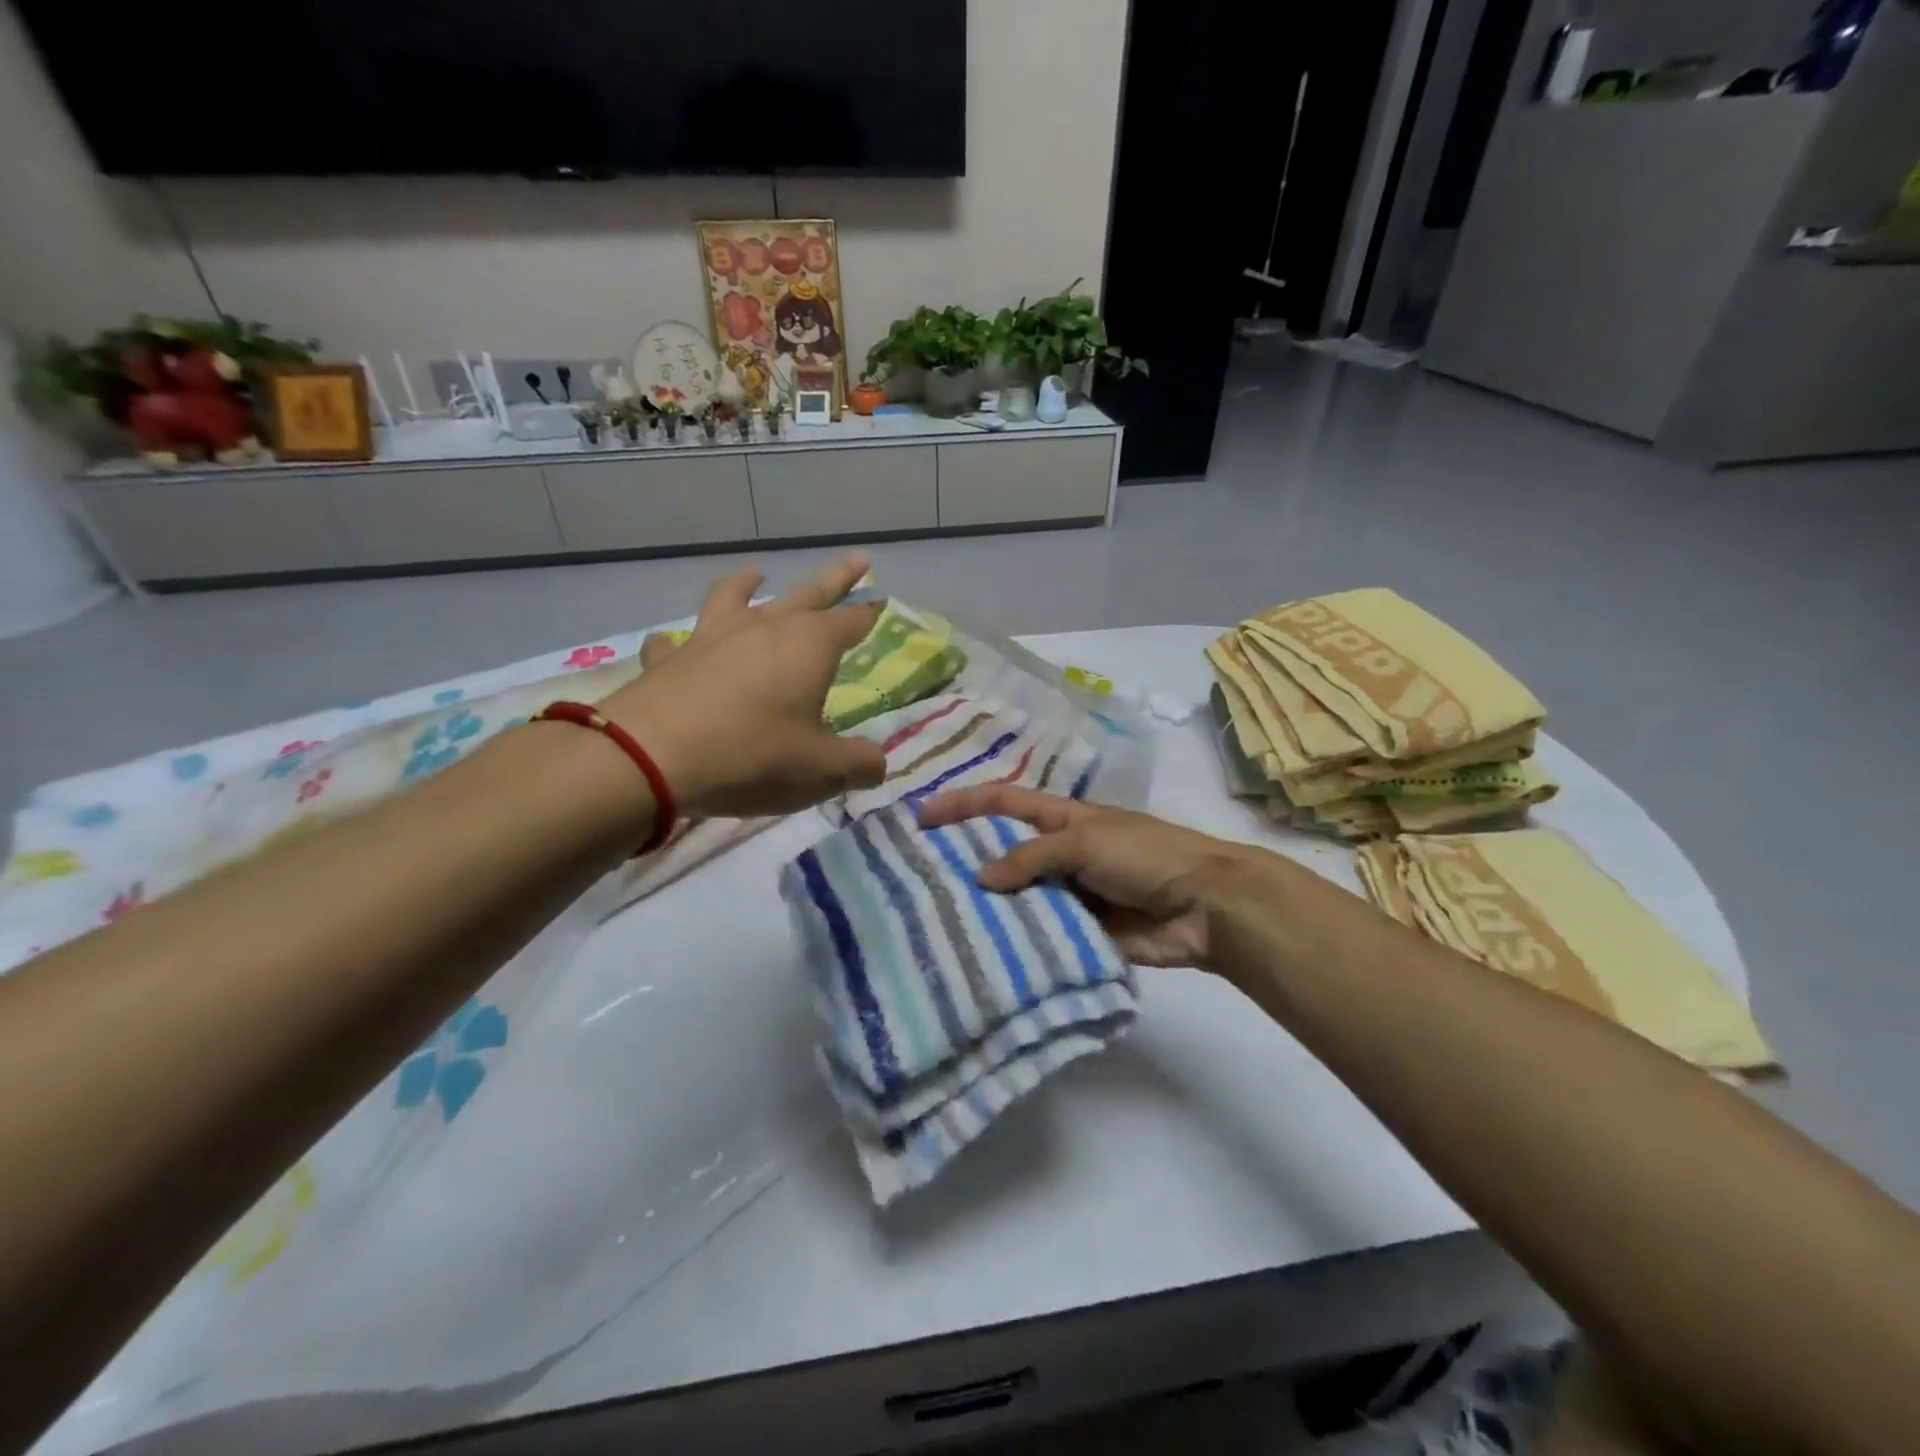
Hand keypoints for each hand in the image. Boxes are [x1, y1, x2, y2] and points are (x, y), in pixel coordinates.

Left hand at [598, 554, 886, 818]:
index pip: (851, 621)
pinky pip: (674, 642)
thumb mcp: (821, 771)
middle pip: (808, 593)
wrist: (650, 757)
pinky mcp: (668, 660)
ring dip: (749, 584)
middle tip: (857, 559)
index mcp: (808, 647)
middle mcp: (762, 629)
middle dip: (836, 578)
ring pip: (734, 597)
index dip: (870, 613)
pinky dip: (679, 642)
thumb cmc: (751, 756)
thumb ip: (858, 765)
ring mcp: (711, 638)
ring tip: (756, 574)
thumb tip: (877, 762)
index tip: (883, 600)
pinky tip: (674, 645)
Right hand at [916, 785, 1264, 969]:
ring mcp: (1067, 893)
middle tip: (919, 879)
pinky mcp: (1078, 931)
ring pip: (1016, 897)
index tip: (921, 817)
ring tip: (939, 921)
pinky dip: (1016, 942)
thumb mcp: (1086, 841)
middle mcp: (1058, 852)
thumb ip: (1032, 857)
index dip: (962, 804)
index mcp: (1060, 818)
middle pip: (1002, 852)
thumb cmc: (1146, 856)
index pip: (1001, 802)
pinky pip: (1039, 934)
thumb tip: (982, 879)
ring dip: (987, 907)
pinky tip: (982, 954)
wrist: (1204, 906)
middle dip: (965, 860)